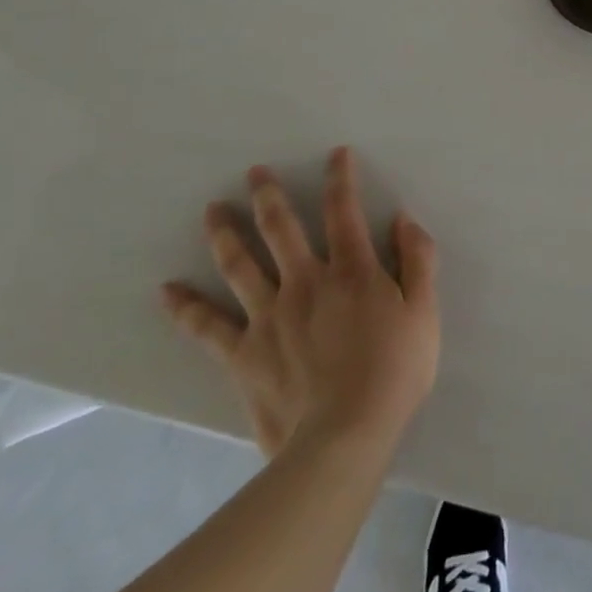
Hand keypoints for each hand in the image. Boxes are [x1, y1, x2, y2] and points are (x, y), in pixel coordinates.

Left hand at [161, 146, 439, 459]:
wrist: (344, 438)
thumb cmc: (394, 371)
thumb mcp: (424, 311)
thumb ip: (418, 260)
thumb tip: (403, 219)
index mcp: (352, 271)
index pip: (344, 212)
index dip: (340, 179)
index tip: (336, 154)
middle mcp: (306, 282)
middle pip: (281, 229)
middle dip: (269, 196)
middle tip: (254, 172)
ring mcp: (269, 316)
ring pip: (241, 265)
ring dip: (226, 233)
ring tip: (212, 209)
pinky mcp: (243, 353)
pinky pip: (208, 326)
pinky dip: (186, 307)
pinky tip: (167, 291)